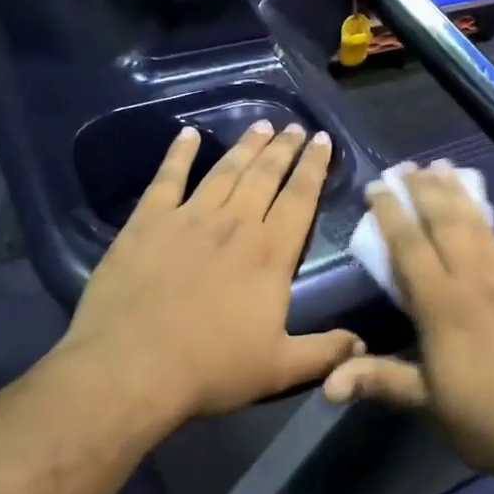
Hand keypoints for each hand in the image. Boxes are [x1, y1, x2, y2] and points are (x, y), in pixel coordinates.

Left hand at [58, 121, 363, 420]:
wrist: (130, 369)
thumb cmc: (210, 368)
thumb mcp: (279, 368)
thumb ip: (324, 352)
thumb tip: (363, 345)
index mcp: (270, 253)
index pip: (300, 198)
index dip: (313, 166)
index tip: (322, 140)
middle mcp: (235, 224)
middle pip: (265, 174)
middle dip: (284, 148)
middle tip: (295, 126)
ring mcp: (189, 218)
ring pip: (225, 170)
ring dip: (246, 145)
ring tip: (261, 125)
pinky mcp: (147, 222)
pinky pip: (167, 178)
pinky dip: (178, 153)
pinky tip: (187, 135)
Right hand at [323, 166, 493, 481]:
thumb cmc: (486, 422)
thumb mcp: (427, 403)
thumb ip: (380, 381)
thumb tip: (327, 383)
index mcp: (442, 306)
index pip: (409, 247)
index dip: (391, 214)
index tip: (377, 186)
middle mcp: (474, 281)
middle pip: (445, 224)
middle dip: (424, 191)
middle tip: (408, 165)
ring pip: (480, 226)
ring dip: (462, 193)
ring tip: (445, 165)